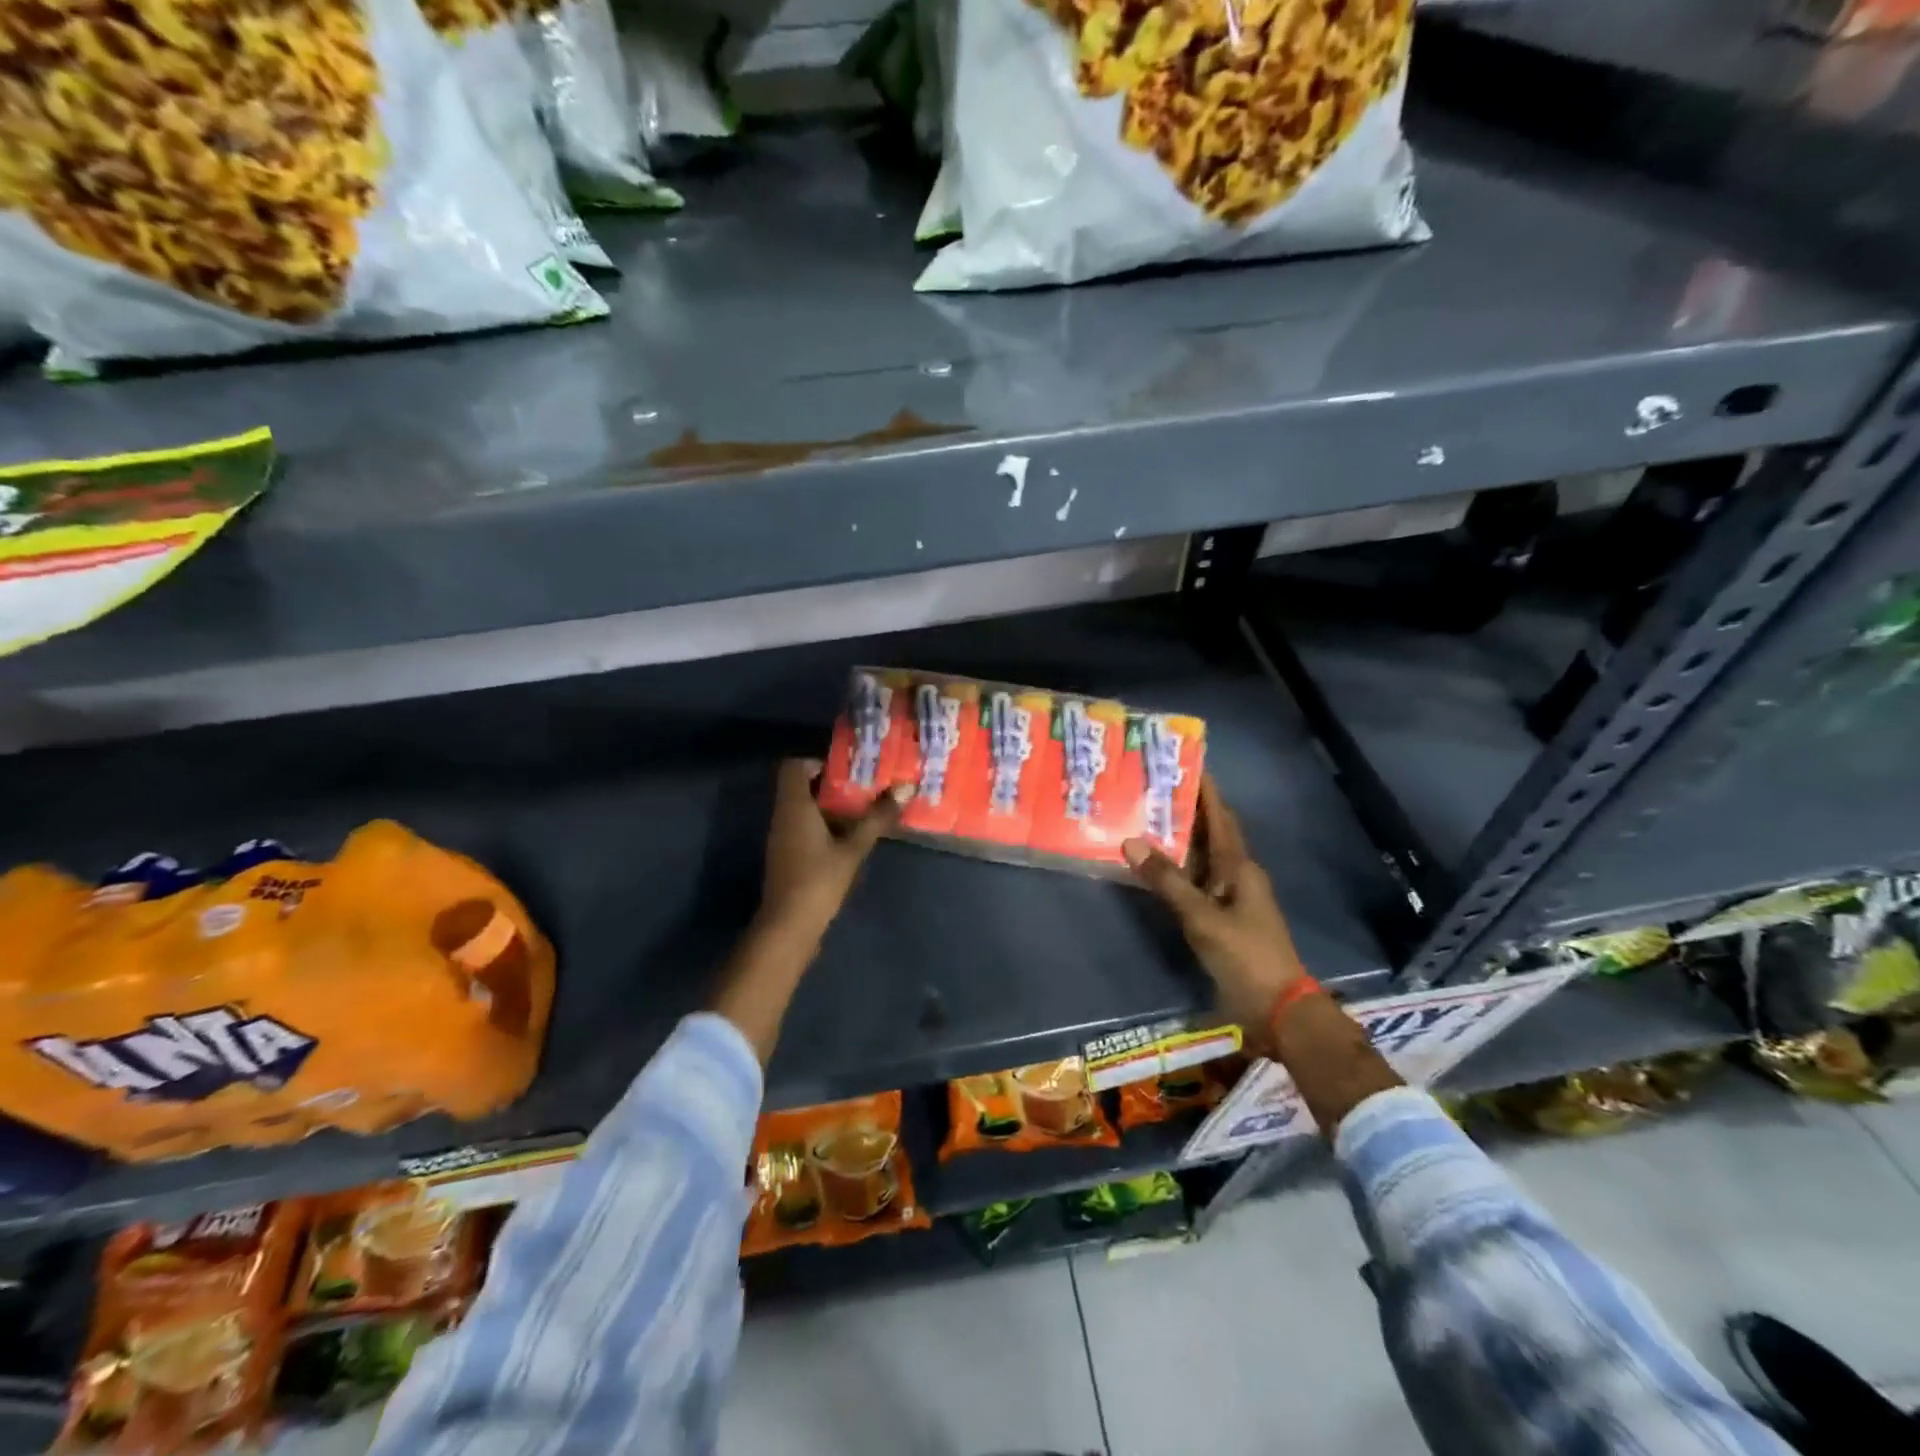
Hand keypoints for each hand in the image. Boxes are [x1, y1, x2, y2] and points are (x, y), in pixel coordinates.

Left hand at [759, 757, 911, 936]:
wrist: (789, 926)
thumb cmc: (819, 880)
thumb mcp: (853, 848)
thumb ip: (877, 818)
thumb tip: (905, 788)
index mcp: (793, 806)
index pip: (793, 766)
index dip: (817, 762)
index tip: (847, 771)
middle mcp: (782, 816)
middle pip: (800, 786)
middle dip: (832, 785)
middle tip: (864, 789)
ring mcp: (781, 837)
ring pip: (803, 808)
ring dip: (829, 807)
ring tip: (862, 812)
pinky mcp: (786, 855)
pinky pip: (802, 827)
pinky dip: (823, 826)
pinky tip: (848, 839)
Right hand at [1123, 777, 1307, 1045]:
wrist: (1277, 1008)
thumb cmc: (1245, 955)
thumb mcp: (1202, 917)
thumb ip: (1167, 881)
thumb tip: (1131, 841)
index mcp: (1239, 867)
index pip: (1220, 817)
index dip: (1206, 791)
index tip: (1186, 763)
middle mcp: (1236, 875)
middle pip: (1210, 833)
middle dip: (1185, 810)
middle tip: (1152, 788)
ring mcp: (1230, 898)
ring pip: (1201, 858)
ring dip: (1178, 839)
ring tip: (1145, 817)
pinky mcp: (1221, 918)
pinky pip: (1195, 881)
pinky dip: (1176, 869)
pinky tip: (1153, 867)